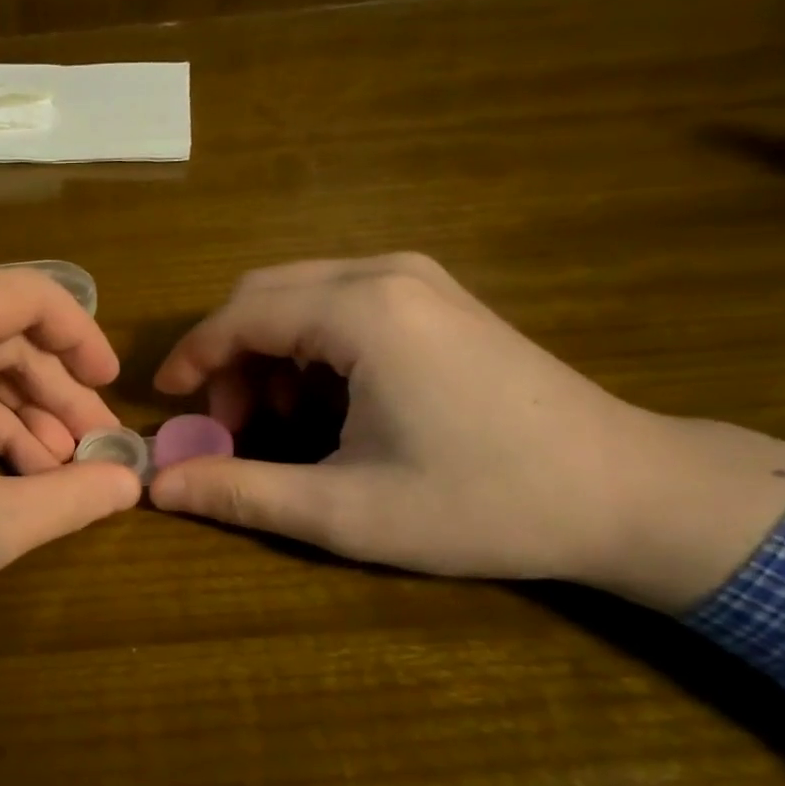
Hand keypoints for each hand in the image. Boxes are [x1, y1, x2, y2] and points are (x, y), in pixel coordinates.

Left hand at [0, 268, 141, 724]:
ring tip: (59, 476)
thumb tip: (133, 484)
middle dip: (56, 393)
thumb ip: (71, 499)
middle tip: (97, 450)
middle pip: (2, 336)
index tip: (115, 388)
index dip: (82, 337)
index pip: (29, 295)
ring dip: (21, 418)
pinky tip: (8, 479)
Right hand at [149, 255, 784, 613]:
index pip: (240, 315)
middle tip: (230, 429)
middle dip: (231, 359)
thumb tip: (157, 489)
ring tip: (280, 424)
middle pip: (266, 295)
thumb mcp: (346, 511)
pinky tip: (330, 405)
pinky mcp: (440, 300)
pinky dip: (310, 349)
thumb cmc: (482, 503)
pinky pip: (343, 305)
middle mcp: (386, 274)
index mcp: (362, 313)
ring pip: (303, 297)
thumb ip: (241, 493)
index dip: (192, 358)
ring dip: (270, 355)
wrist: (627, 493)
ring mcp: (420, 281)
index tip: (166, 404)